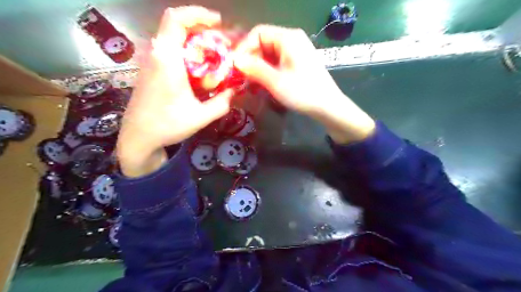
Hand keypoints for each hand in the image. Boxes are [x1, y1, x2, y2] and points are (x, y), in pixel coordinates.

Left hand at [117, 5, 233, 177]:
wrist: (138, 137)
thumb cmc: (167, 126)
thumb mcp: (201, 117)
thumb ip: (222, 103)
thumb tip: (235, 90)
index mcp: (167, 60)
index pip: (176, 19)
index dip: (198, 14)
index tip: (218, 23)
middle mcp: (157, 55)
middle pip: (178, 26)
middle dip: (203, 31)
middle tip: (222, 44)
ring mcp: (152, 62)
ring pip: (174, 39)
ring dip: (196, 43)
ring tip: (215, 57)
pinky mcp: (151, 70)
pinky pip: (171, 51)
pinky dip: (188, 54)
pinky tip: (200, 71)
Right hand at [233, 25, 374, 143]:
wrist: (328, 106)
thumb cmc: (303, 92)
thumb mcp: (275, 81)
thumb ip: (254, 68)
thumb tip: (235, 60)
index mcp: (288, 38)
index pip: (258, 33)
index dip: (243, 48)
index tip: (234, 65)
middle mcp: (292, 39)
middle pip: (263, 42)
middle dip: (250, 58)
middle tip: (240, 76)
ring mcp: (296, 51)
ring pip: (269, 53)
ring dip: (257, 66)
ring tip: (249, 81)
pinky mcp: (297, 62)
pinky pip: (277, 61)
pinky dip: (267, 70)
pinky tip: (261, 82)